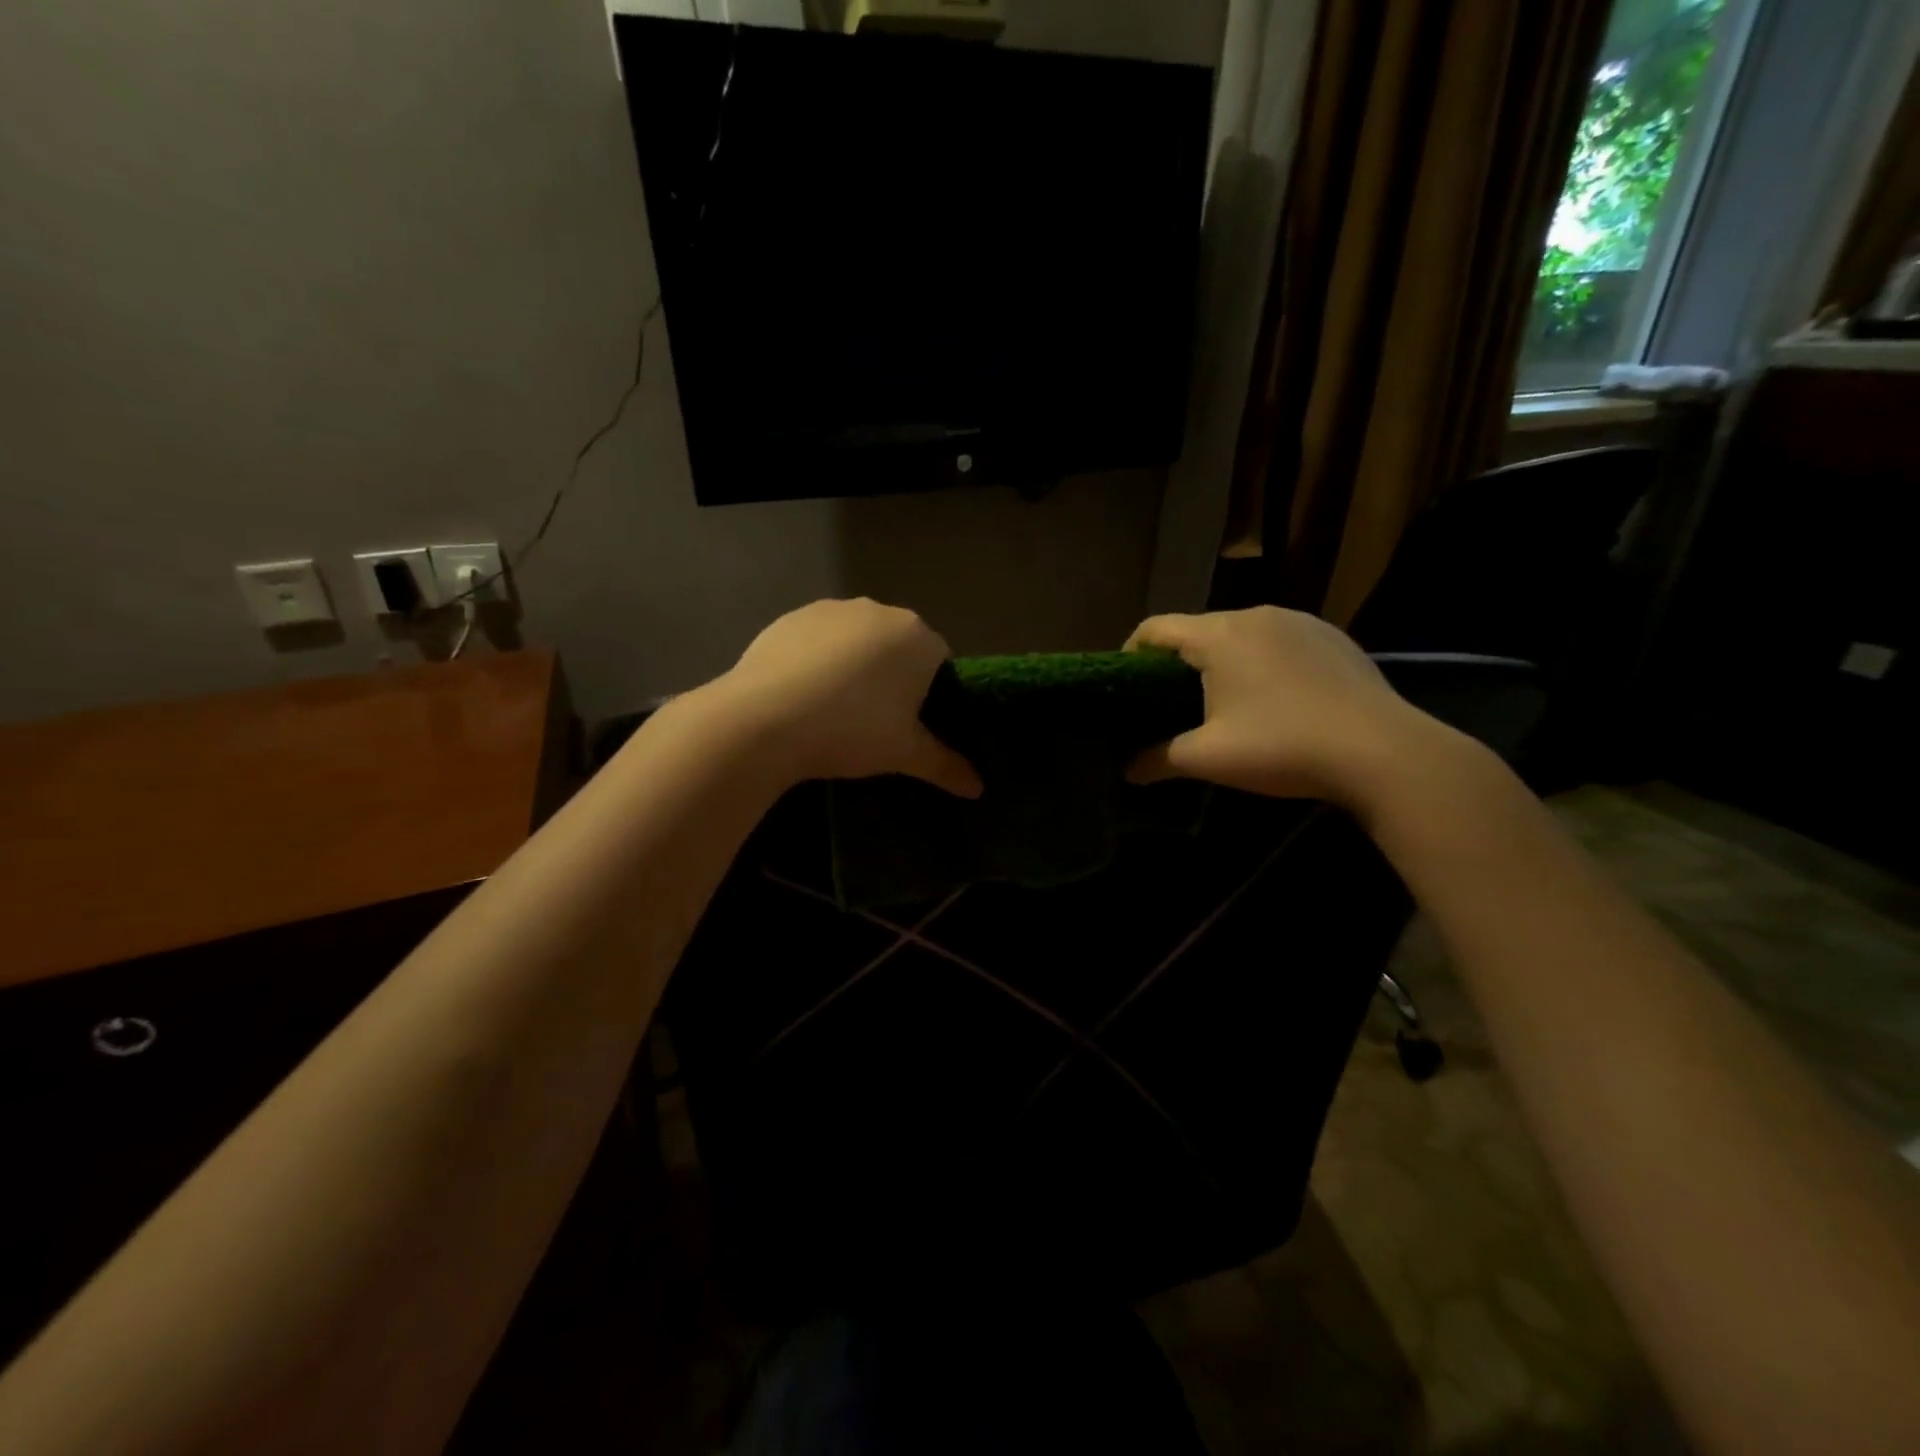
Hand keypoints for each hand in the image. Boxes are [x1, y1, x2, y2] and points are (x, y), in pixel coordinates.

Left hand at [710, 598, 982, 797]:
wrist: (764, 719)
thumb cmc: (852, 731)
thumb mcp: (905, 754)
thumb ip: (946, 765)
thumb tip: (979, 788)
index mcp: (917, 637)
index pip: (939, 660)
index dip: (929, 692)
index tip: (910, 723)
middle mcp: (879, 611)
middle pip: (898, 646)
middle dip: (892, 676)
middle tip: (875, 721)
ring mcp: (832, 609)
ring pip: (856, 640)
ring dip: (854, 665)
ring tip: (833, 709)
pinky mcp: (791, 617)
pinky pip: (818, 639)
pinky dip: (817, 660)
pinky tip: (801, 694)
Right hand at [1124, 607, 1444, 806]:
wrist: (1382, 752)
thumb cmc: (1281, 747)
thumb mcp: (1208, 758)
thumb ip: (1159, 759)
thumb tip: (1128, 770)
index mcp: (1218, 635)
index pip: (1156, 628)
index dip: (1132, 652)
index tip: (1128, 683)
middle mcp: (1256, 616)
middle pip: (1198, 629)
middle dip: (1178, 661)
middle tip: (1171, 701)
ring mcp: (1300, 622)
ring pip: (1241, 633)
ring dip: (1222, 660)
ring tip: (1223, 700)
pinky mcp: (1333, 637)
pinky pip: (1279, 641)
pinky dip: (1262, 661)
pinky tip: (1275, 698)